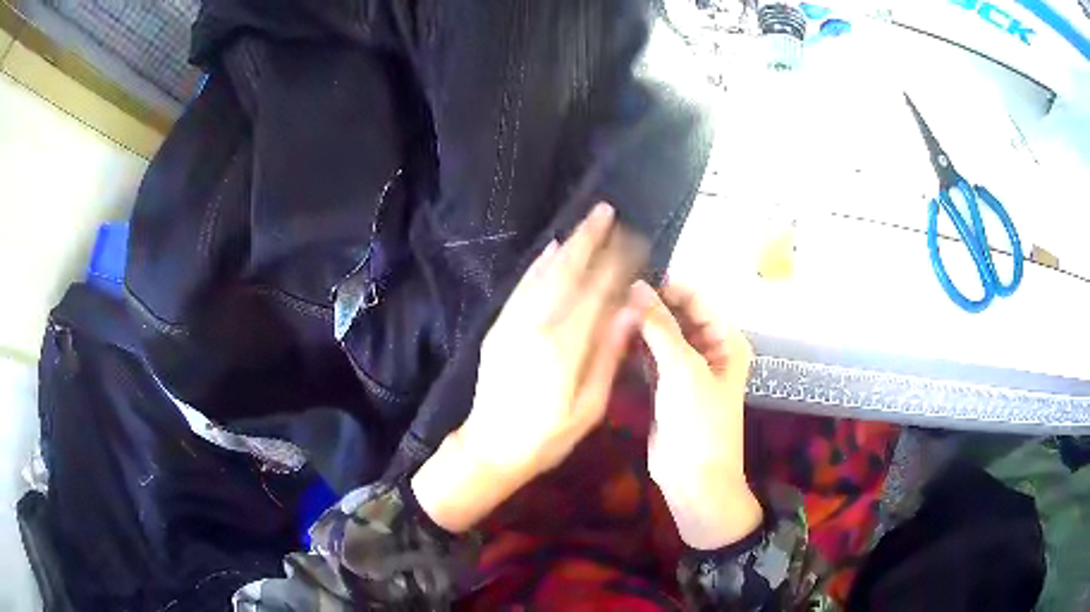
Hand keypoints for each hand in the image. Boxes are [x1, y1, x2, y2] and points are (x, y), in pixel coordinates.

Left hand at [413, 203, 647, 531]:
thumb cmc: (547, 437)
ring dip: (567, 245)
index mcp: (564, 347)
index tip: (635, 240)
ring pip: (544, 274)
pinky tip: (552, 249)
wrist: (489, 448)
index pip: (597, 291)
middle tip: (606, 211)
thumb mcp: (588, 407)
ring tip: (587, 223)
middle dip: (589, 239)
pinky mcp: (499, 327)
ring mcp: (513, 323)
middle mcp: (537, 326)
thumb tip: (630, 310)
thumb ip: (608, 355)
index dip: (617, 262)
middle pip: (568, 272)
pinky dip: (538, 265)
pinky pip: (521, 288)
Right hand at [635, 280, 761, 549]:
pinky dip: (633, 348)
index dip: (666, 286)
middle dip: (649, 306)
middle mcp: (707, 349)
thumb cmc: (700, 421)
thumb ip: (660, 327)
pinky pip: (648, 358)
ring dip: (638, 326)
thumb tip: (637, 286)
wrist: (694, 478)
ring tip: (606, 310)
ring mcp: (684, 369)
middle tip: (611, 294)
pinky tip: (611, 336)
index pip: (695, 300)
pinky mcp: (664, 386)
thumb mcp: (683, 369)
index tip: (629, 276)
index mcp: (725, 340)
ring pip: (660, 337)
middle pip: (676, 316)